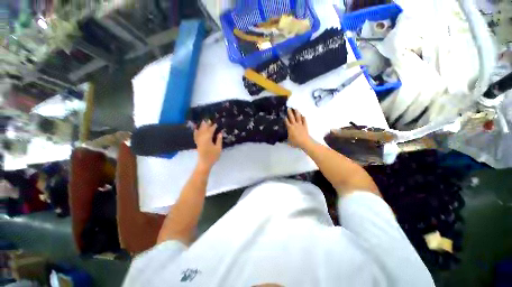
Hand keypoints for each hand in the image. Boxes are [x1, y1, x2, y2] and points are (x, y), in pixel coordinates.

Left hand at [194, 120, 222, 168]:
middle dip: (206, 125)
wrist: (204, 163)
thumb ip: (219, 140)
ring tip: (203, 122)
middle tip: (208, 120)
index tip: (216, 124)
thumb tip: (220, 133)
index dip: (213, 127)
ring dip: (201, 127)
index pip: (210, 131)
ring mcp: (199, 141)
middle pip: (204, 130)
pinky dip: (196, 132)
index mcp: (208, 139)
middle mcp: (202, 139)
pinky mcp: (197, 144)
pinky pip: (196, 136)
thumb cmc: (213, 156)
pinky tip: (196, 130)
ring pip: (199, 132)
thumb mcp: (218, 148)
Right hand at [285, 108, 312, 148]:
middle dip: (290, 112)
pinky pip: (304, 121)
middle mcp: (294, 125)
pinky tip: (303, 115)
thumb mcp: (288, 141)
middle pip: (292, 117)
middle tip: (288, 108)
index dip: (285, 118)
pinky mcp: (305, 126)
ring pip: (298, 117)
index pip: (286, 122)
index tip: (283, 114)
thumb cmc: (295, 142)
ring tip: (295, 109)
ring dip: (297, 113)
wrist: (304, 142)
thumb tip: (281, 139)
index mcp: (290, 128)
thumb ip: (285, 138)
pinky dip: (303, 118)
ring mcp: (300, 125)